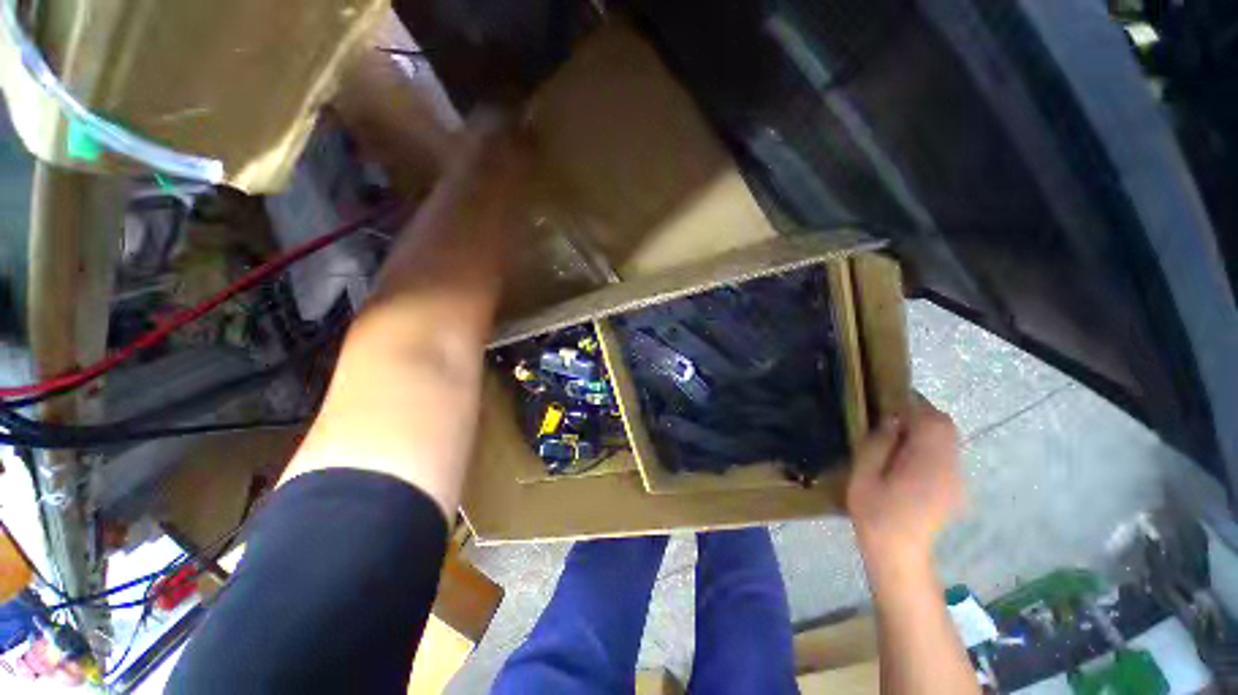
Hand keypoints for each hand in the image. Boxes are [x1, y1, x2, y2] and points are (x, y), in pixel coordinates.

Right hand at [847, 396, 962, 562]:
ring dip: (927, 428)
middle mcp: (950, 468)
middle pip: (946, 427)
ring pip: (949, 440)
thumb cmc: (875, 513)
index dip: (914, 404)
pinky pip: (947, 454)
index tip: (891, 398)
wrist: (898, 554)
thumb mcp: (864, 474)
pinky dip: (931, 444)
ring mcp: (956, 479)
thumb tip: (892, 421)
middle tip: (892, 413)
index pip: (932, 422)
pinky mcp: (955, 488)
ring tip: (898, 432)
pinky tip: (908, 455)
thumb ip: (879, 444)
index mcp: (927, 465)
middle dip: (922, 413)